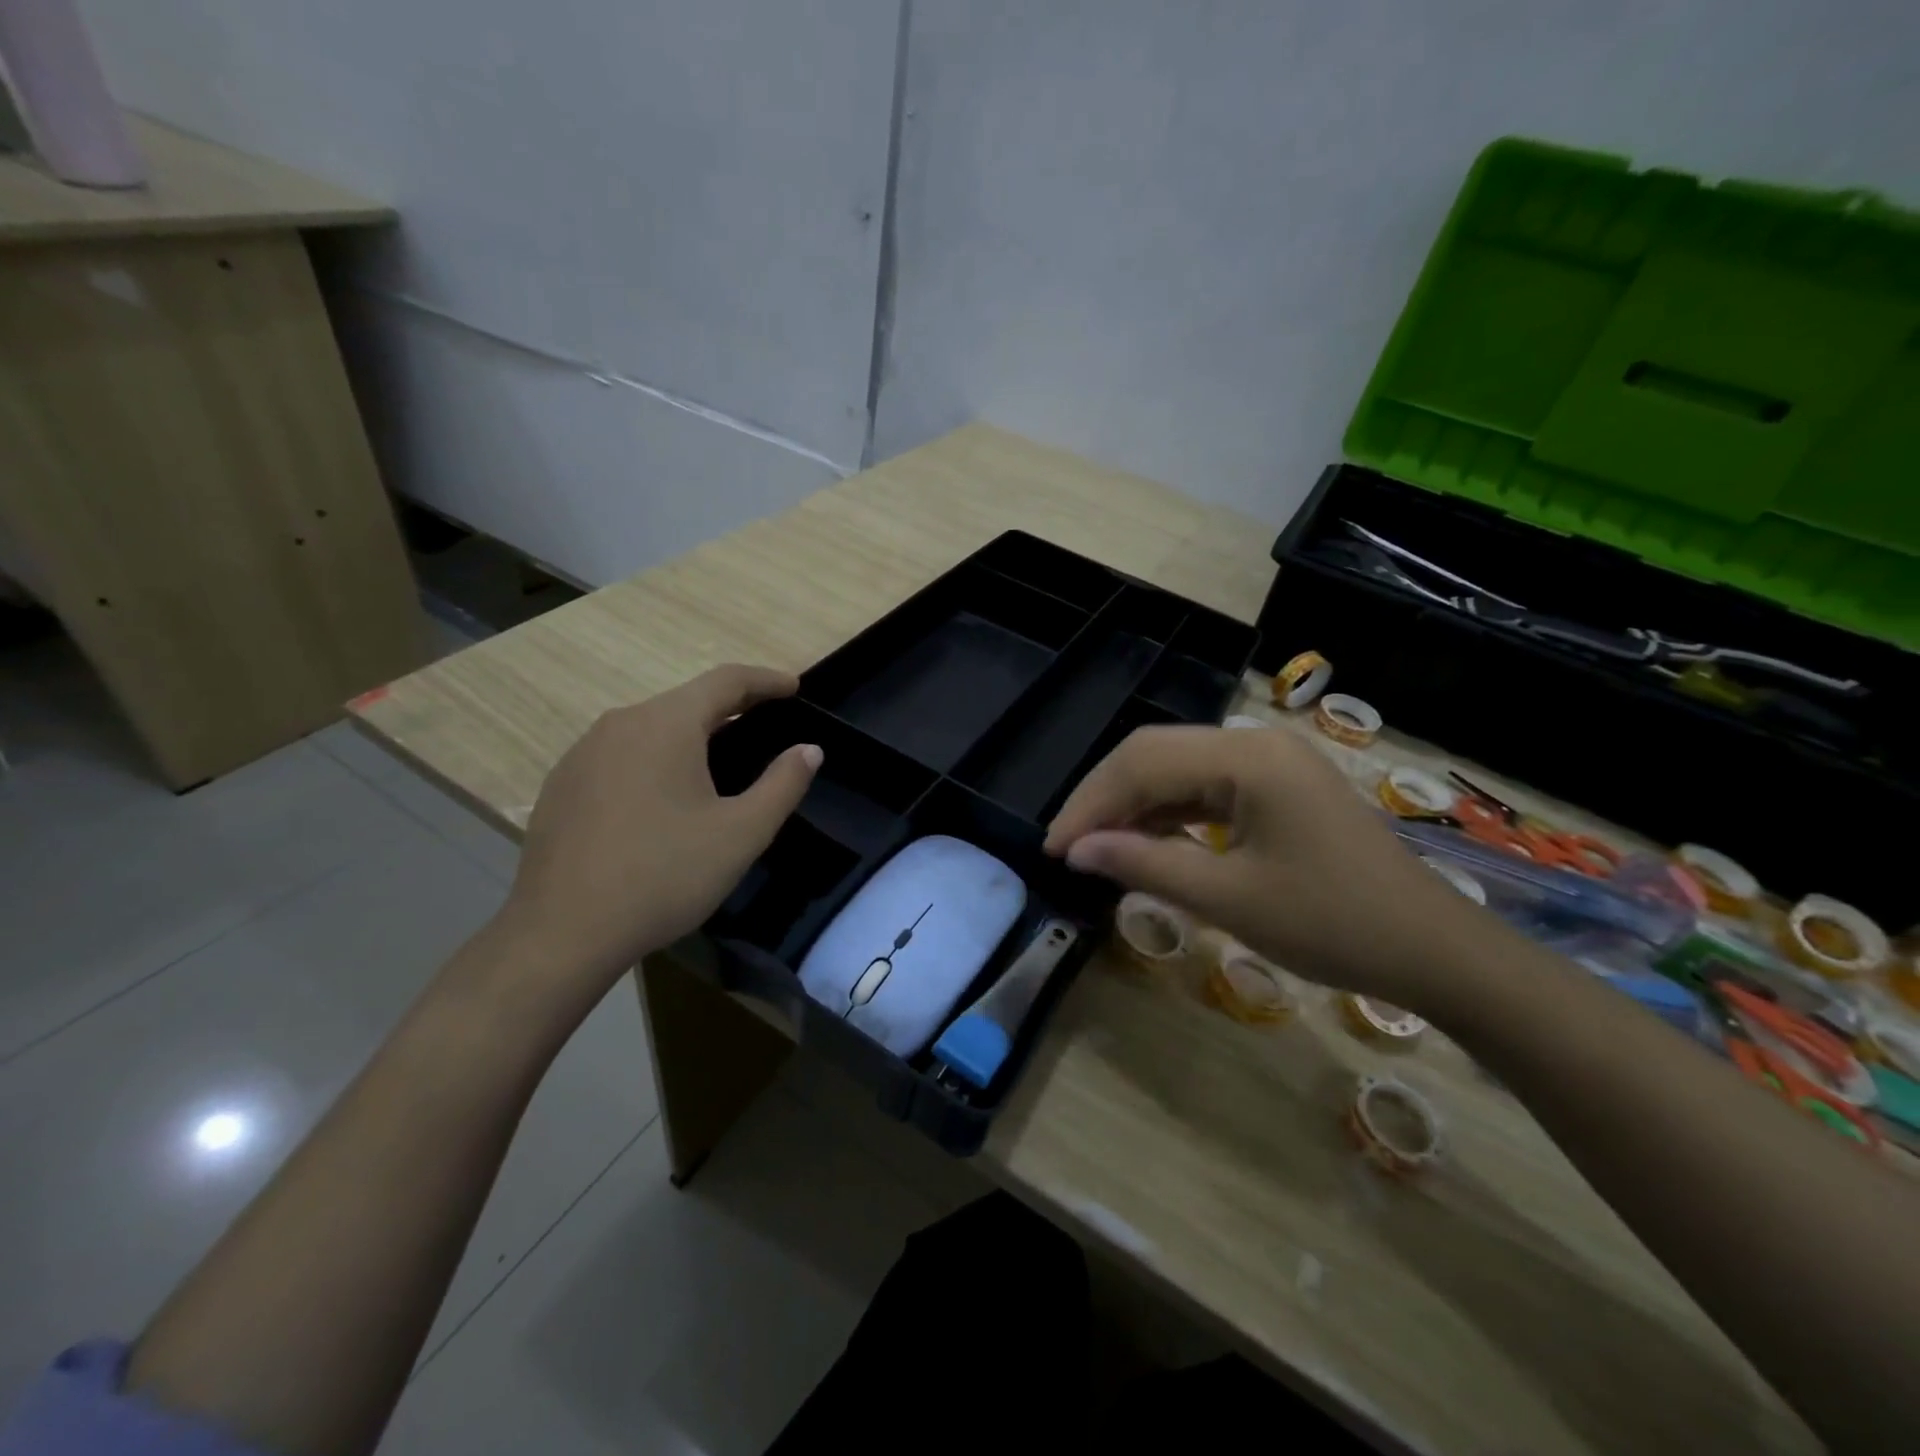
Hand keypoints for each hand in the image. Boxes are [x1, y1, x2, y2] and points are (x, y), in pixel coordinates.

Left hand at [495, 664, 819, 1002]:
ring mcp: (582, 754)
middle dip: (731, 707)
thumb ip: (782, 785)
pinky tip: (664, 796)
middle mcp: (620, 724)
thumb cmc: (663, 875)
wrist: (562, 934)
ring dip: (691, 734)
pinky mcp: (562, 785)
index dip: (765, 680)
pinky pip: (622, 754)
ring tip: (719, 760)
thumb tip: (809, 749)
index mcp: (666, 725)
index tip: (794, 687)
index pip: (725, 681)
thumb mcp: (741, 833)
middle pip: (685, 701)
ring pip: (651, 728)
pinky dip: (656, 759)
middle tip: (766, 723)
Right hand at [1044, 725, 1487, 1006]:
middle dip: (1105, 798)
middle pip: (1155, 754)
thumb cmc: (1333, 925)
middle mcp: (1255, 743)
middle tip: (1067, 846)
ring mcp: (1270, 762)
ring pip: (1177, 769)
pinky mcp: (1277, 787)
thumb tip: (1076, 850)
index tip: (1053, 849)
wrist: (1434, 951)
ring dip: (1133, 806)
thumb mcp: (1229, 898)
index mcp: (1247, 757)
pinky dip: (1168, 814)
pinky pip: (1205, 788)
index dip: (1090, 804)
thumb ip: (1145, 864)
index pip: (1142, 764)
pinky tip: (1145, 841)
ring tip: (1096, 848)